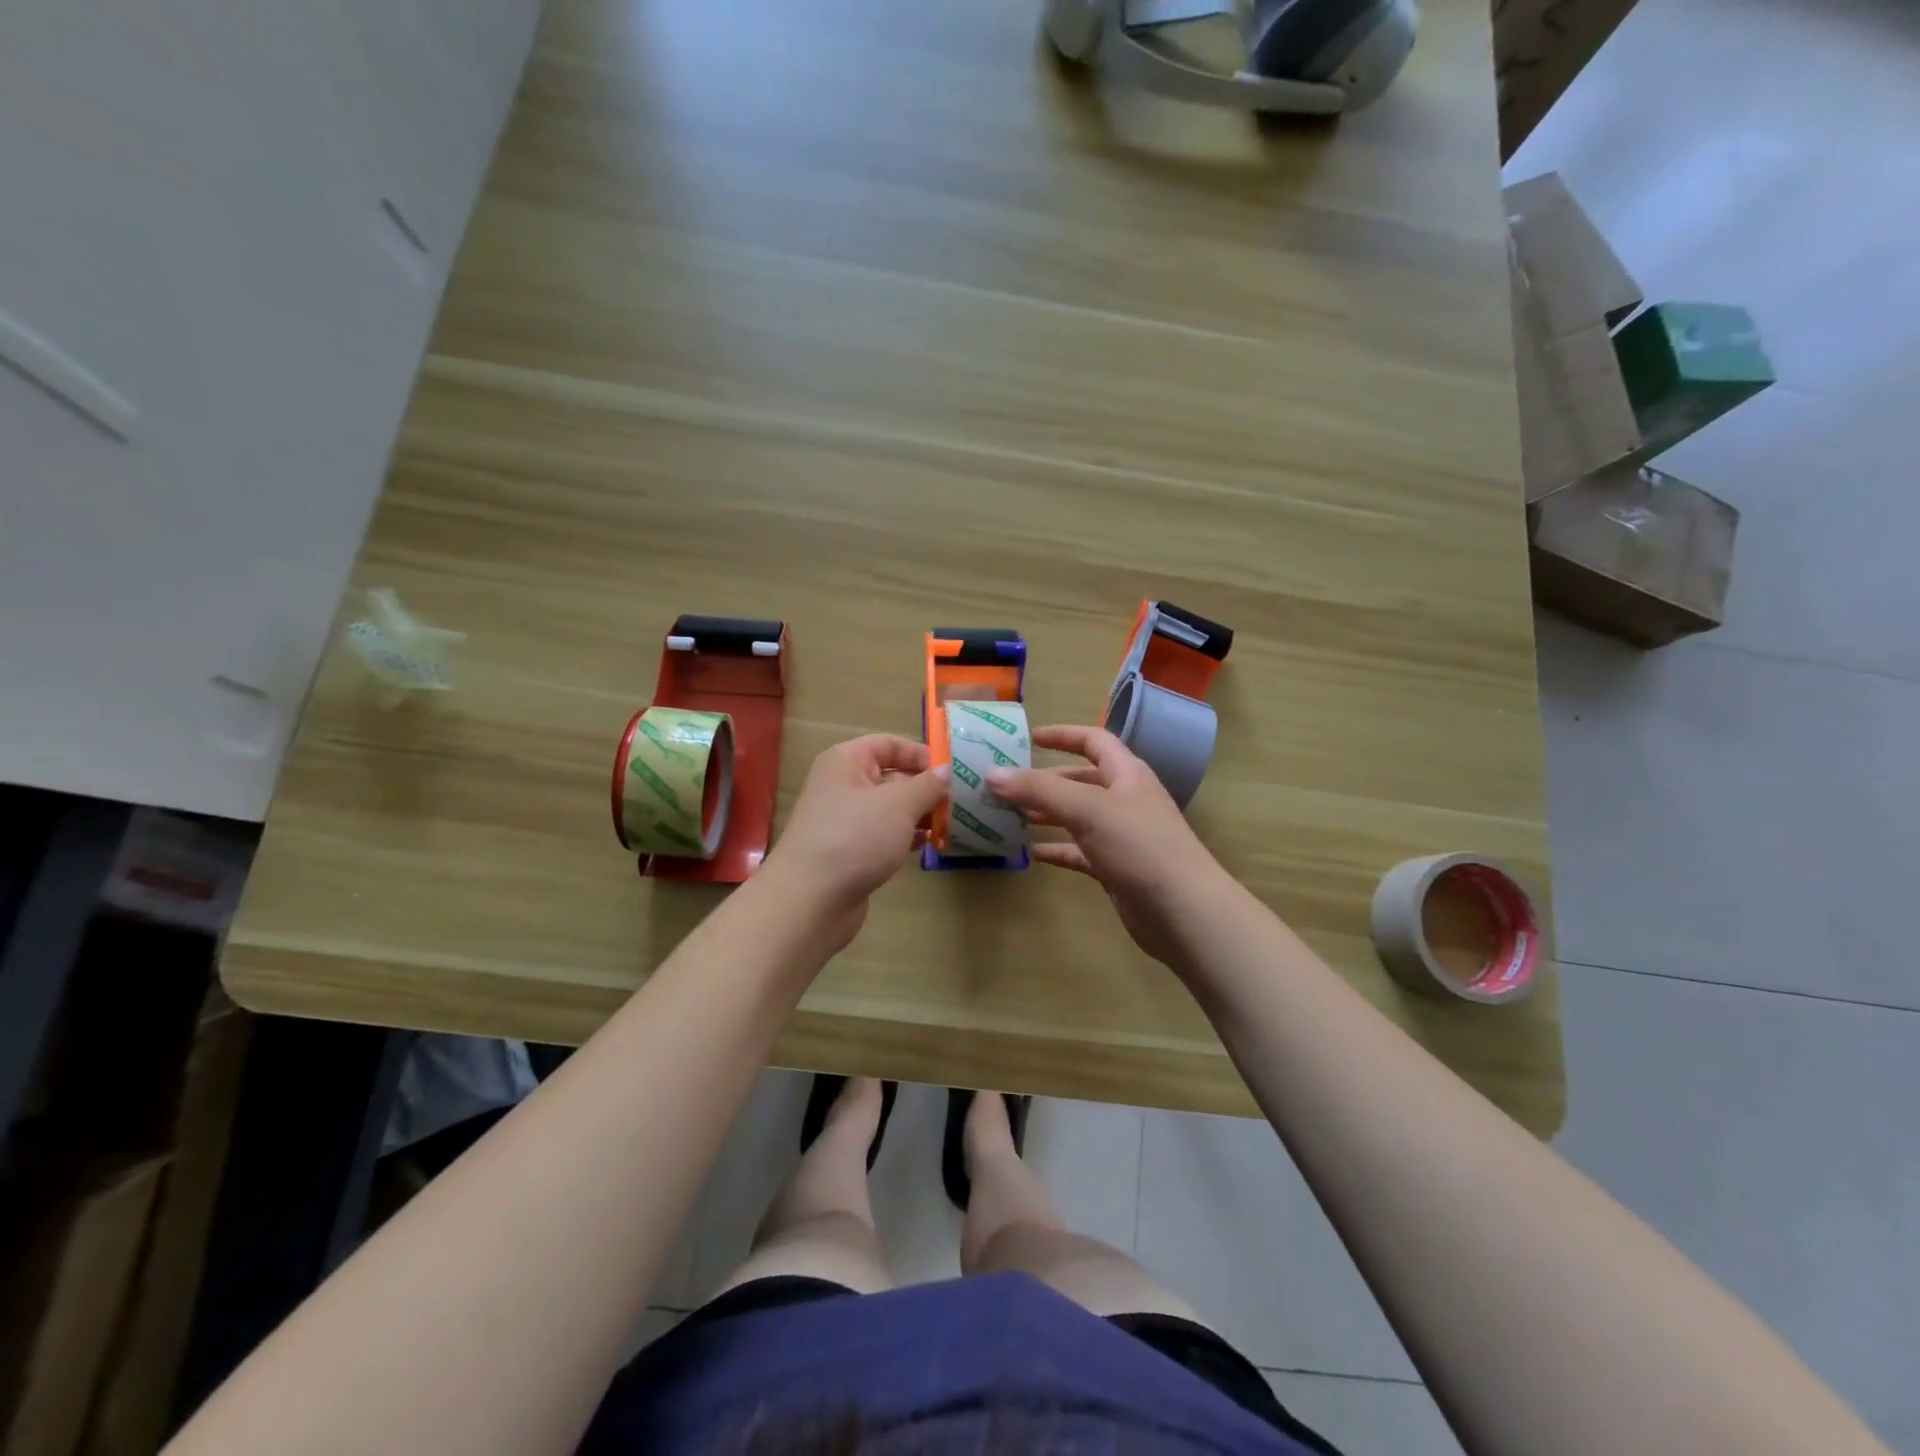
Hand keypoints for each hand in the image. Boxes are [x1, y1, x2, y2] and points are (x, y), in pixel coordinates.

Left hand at [761, 735, 949, 945]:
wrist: (810, 900)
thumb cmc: (855, 837)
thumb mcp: (899, 804)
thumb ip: (927, 785)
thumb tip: (946, 770)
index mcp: (846, 762)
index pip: (888, 744)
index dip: (921, 753)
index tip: (952, 771)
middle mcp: (842, 785)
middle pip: (892, 776)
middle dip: (925, 788)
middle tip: (961, 801)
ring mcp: (845, 820)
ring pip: (891, 808)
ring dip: (920, 814)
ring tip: (951, 823)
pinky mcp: (851, 851)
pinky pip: (885, 834)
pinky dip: (907, 837)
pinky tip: (930, 845)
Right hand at [986, 725, 1230, 968]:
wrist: (1183, 912)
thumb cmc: (1140, 846)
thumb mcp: (1088, 809)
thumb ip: (1039, 790)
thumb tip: (992, 774)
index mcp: (1127, 774)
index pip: (1093, 741)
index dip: (1063, 735)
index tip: (1028, 738)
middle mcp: (1125, 800)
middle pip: (1081, 780)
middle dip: (1045, 781)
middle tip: (1006, 786)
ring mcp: (1122, 836)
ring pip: (1077, 817)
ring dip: (1046, 814)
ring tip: (1009, 816)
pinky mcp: (1116, 869)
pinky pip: (1080, 852)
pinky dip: (1057, 849)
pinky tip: (1031, 854)